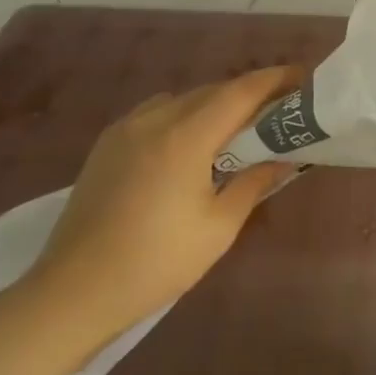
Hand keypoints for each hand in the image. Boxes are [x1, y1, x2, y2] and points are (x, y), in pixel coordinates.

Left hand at [26, 67, 297, 336]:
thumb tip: (285, 158)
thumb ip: (255, 182)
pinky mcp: (106, 146)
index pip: (241, 91)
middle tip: (280, 110)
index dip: (276, 79)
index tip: (304, 79)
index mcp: (186, 137)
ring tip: (238, 128)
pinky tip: (191, 144)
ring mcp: (125, 130)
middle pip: (214, 90)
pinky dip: (185, 115)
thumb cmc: (155, 263)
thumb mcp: (219, 227)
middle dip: (250, 94)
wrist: (71, 295)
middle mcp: (155, 120)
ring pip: (184, 99)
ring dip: (216, 104)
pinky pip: (157, 113)